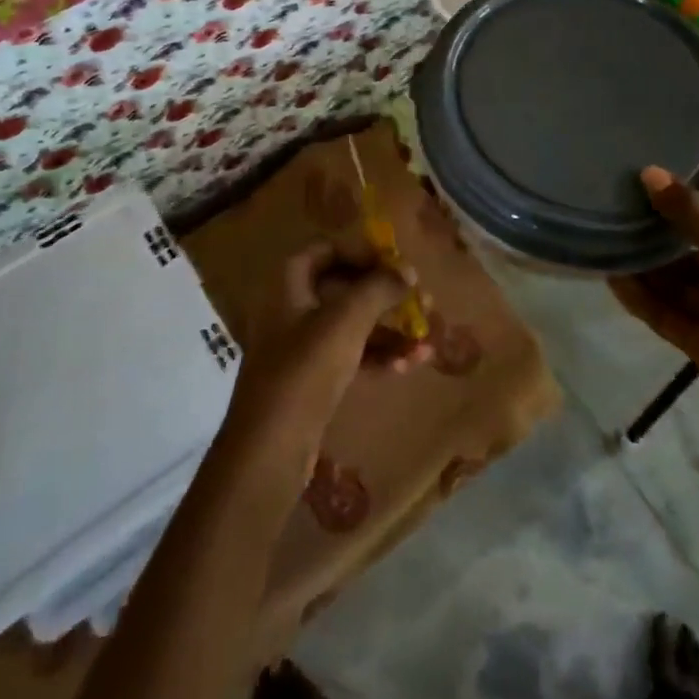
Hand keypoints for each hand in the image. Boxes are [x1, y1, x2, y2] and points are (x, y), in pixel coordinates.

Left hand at [222, 242, 429, 470]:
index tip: (396, 262)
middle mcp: (290, 309)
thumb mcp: (346, 320)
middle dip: (385, 294)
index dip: (361, 251)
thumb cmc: (306, 369)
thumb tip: (409, 271)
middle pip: (343, 288)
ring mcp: (300, 347)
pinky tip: (411, 365)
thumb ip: (379, 288)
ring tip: (427, 338)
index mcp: (287, 284)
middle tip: (422, 301)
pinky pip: (350, 356)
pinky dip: (378, 356)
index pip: (326, 250)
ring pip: (351, 326)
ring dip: (389, 329)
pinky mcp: (312, 381)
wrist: (270, 448)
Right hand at [609, 167, 698, 448]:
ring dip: (651, 271)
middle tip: (621, 221)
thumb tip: (651, 173)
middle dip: (664, 244)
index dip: (690, 214)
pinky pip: (675, 314)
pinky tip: (614, 281)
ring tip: (609, 246)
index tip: (647, 200)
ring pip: (686, 286)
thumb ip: (691, 216)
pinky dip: (648, 299)